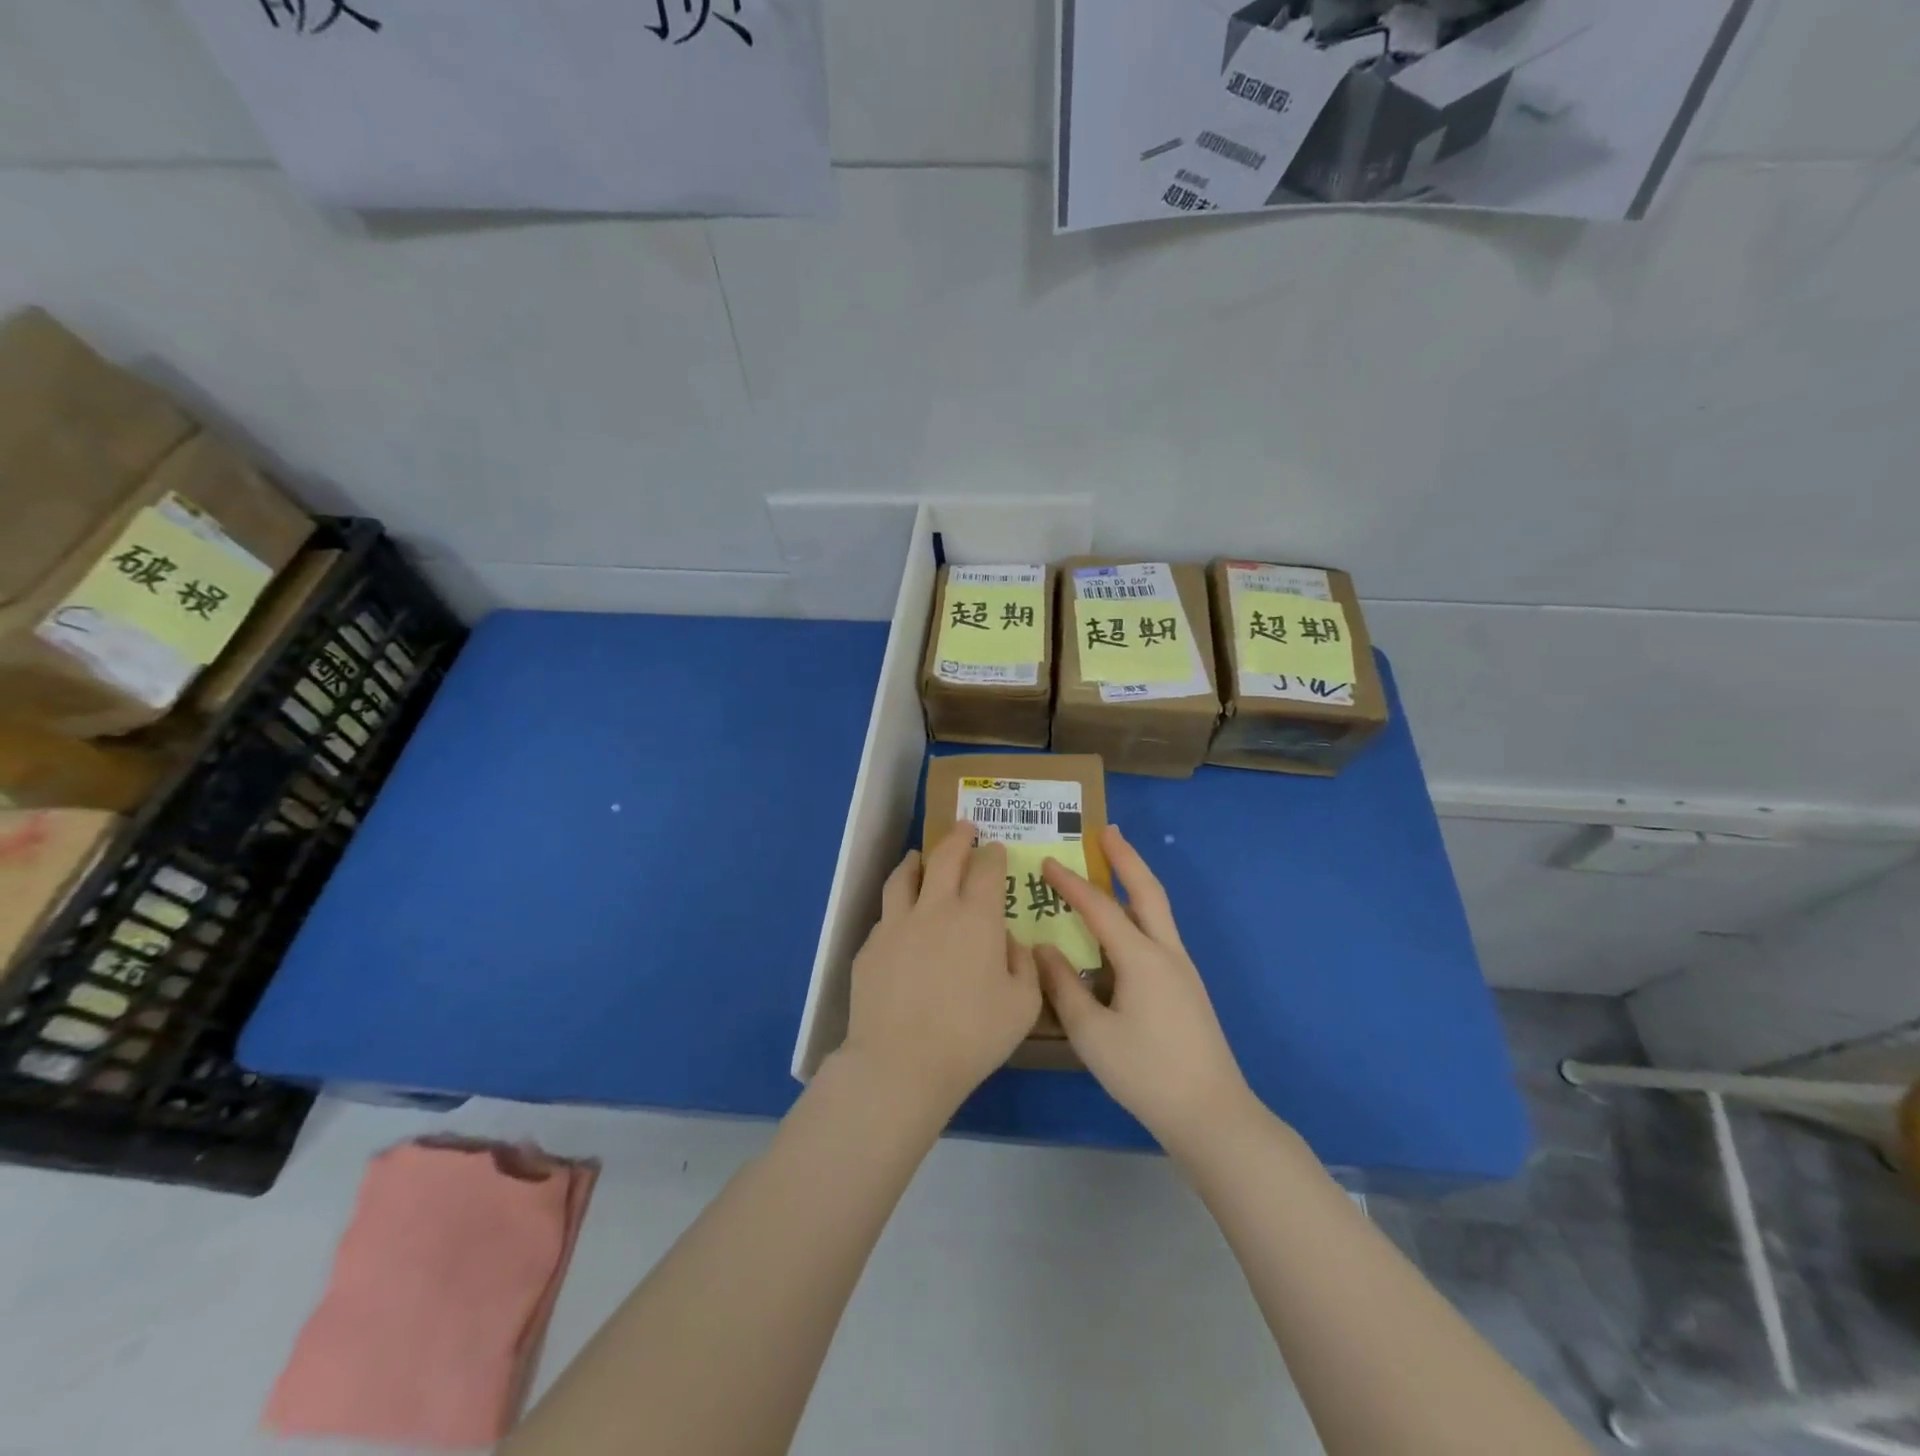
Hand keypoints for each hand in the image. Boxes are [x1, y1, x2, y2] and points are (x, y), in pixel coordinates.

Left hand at [839, 822, 1041, 1116]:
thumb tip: (1011, 942)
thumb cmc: (972, 1036)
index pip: (986, 870)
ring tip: (920, 856)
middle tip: (964, 828)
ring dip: (918, 860)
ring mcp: (896, 924)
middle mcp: (934, 909)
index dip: (993, 855)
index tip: (995, 849)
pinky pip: (887, 914)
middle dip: (957, 838)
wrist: (900, 1062)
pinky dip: (898, 904)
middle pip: (944, 858)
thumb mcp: (1022, 1006)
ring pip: (905, 876)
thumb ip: (1024, 966)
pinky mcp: (870, 946)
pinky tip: (901, 917)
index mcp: (976, 918)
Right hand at [1037, 824, 1253, 1151]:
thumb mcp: (1092, 1033)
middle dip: (1126, 857)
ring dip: (1136, 880)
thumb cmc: (1146, 1072)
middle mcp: (1166, 952)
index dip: (1070, 883)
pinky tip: (1125, 925)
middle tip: (1107, 830)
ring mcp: (1181, 969)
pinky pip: (1158, 931)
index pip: (1099, 907)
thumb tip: (1043, 948)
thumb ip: (1063, 987)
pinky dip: (1140, 910)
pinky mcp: (1185, 987)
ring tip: (1115, 863)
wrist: (1211, 1113)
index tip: (1046, 860)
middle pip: (1147, 890)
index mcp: (1141, 958)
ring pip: (1158, 909)